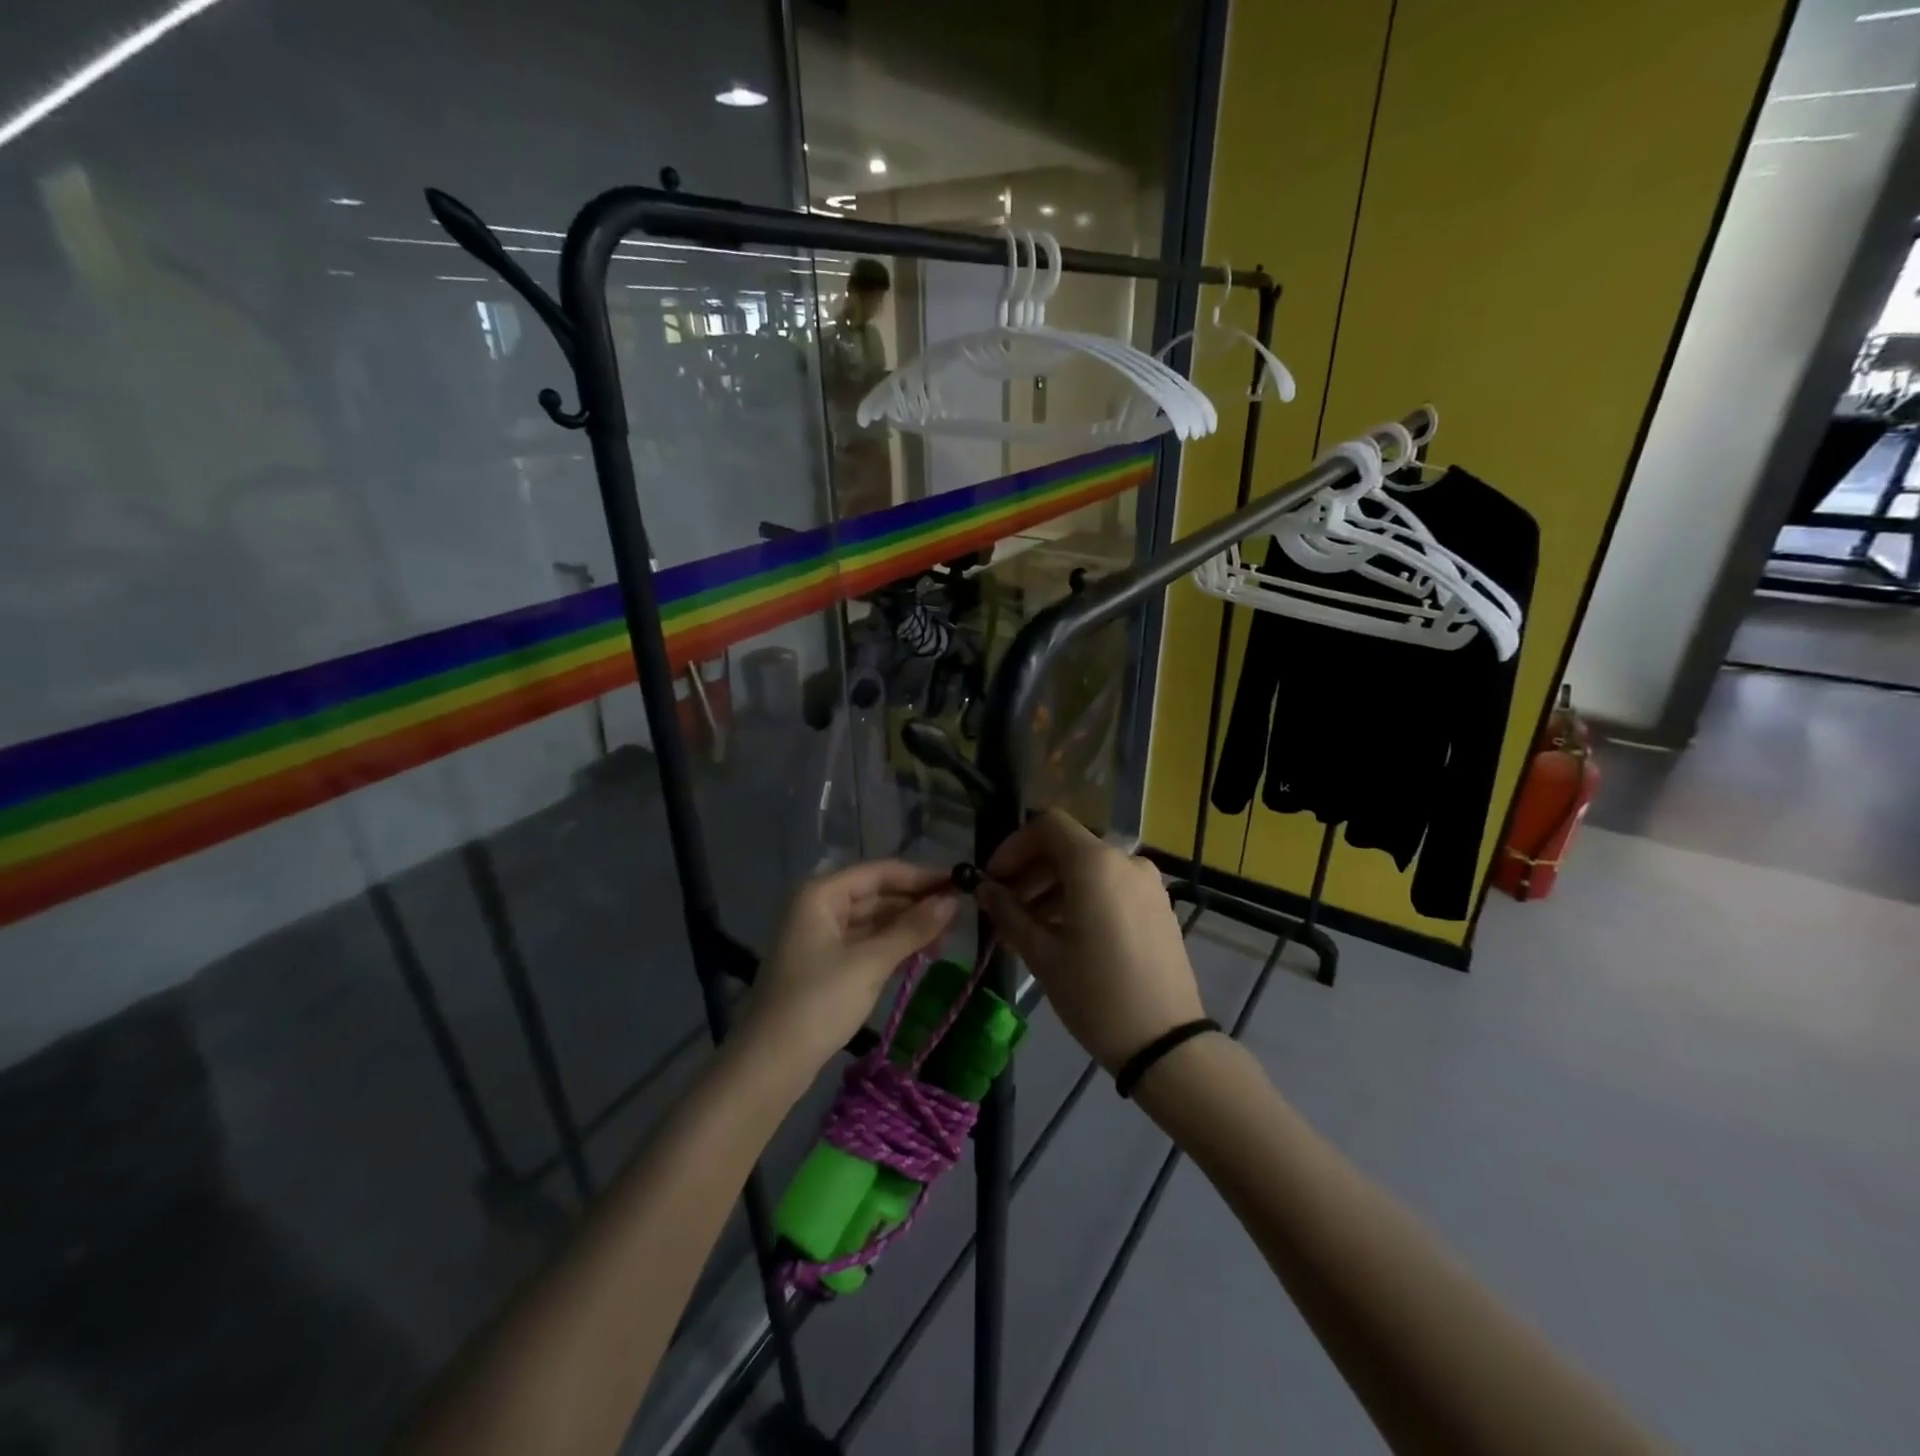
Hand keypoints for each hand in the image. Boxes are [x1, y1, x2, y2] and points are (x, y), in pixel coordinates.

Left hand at [741, 861, 959, 1077]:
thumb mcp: (870, 963)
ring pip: (874, 920)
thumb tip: (952, 901)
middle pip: (877, 894)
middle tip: (960, 917)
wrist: (769, 1064)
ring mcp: (821, 936)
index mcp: (822, 893)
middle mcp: (819, 906)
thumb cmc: (818, 1003)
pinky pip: (866, 943)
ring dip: (908, 927)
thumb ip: (912, 929)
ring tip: (947, 939)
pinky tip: (921, 954)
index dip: (922, 877)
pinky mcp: (826, 964)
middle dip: (916, 904)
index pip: (880, 872)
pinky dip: (893, 946)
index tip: (961, 885)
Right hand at [975, 810, 1201, 1072]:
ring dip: (1054, 888)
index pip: (1048, 825)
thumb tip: (984, 889)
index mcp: (1096, 864)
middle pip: (1069, 847)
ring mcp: (1148, 884)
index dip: (1014, 846)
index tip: (994, 878)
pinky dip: (1083, 898)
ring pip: (1090, 869)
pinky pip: (1112, 887)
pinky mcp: (1159, 907)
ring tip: (1029, 927)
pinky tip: (1064, 935)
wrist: (1165, 1043)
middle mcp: (1126, 861)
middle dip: (1031, 871)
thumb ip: (1009, 912)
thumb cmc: (1095, 994)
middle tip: (1005, 907)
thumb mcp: (1042, 954)